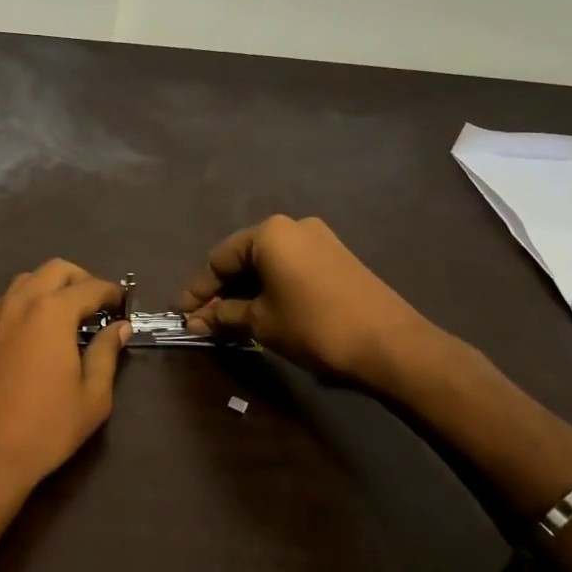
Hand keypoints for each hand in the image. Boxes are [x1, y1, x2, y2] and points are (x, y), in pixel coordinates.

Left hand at [0, 259, 129, 505]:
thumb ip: (107, 353)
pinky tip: (35, 327)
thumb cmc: (47, 426)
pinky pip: (7, 300)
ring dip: (50, 285)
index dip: (111, 292)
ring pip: (26, 279)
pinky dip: (26, 300)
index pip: (90, 287)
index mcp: (53, 312)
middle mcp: (22, 302)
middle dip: (81, 278)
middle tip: (98, 304)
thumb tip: (119, 327)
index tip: (124, 303)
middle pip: (55, 269)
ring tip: (68, 312)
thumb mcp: (92, 395)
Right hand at [178, 215, 444, 396]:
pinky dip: (271, 288)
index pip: (219, 259)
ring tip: (229, 321)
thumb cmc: (315, 326)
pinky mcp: (337, 258)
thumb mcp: (262, 322)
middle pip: (243, 258)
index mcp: (269, 233)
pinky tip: (262, 312)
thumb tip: (194, 321)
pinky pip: (290, 268)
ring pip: (268, 264)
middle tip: (202, 320)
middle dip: (221, 291)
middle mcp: (293, 226)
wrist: (391, 344)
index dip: (197, 289)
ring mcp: (319, 240)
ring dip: (246, 291)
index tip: (180, 314)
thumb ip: (224, 316)